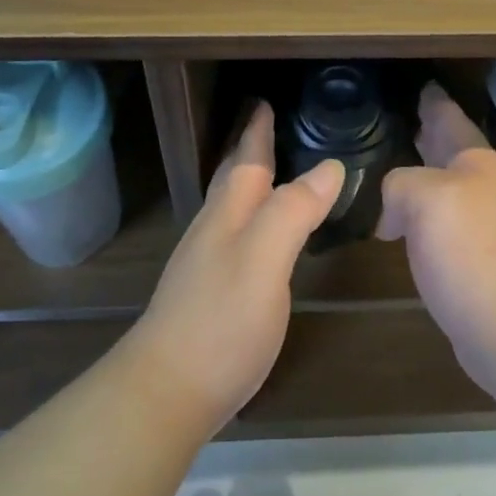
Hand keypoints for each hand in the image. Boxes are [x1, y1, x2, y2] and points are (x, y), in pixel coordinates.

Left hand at [122, 103, 341, 436]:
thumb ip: (295, 210)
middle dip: (250, 151)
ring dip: (251, 183)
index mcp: (229, 213)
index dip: (258, 131)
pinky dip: (254, 220)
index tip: (265, 102)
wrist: (166, 393)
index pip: (248, 160)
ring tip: (272, 173)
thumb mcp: (265, 258)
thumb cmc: (220, 319)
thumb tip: (330, 166)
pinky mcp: (210, 295)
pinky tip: (262, 237)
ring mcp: (207, 264)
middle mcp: (214, 230)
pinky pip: (237, 237)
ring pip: (232, 208)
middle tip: (268, 127)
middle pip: (234, 179)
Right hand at [379, 84, 495, 392]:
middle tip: (405, 117)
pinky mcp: (474, 261)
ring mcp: (482, 226)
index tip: (422, 85)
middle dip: (429, 134)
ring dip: (422, 174)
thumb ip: (399, 184)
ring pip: (444, 187)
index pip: (450, 119)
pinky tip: (399, 225)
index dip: (434, 102)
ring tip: (394, 165)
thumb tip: (392, 214)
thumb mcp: (425, 198)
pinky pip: (439, 222)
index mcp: (475, 162)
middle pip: (450, 151)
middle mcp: (482, 188)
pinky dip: (419, 215)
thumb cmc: (472, 252)